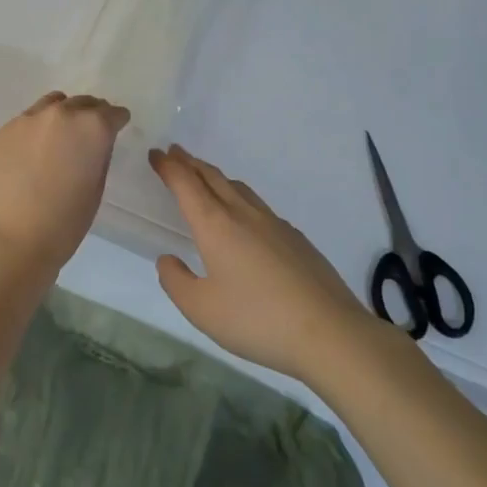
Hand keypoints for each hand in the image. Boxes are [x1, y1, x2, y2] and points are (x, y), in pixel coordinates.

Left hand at [0, 92, 129, 271]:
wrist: (13, 238)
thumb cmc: (65, 222)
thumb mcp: (97, 187)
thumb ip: (99, 155)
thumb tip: (95, 143)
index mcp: (92, 126)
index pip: (113, 113)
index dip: (117, 122)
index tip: (116, 130)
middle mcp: (61, 113)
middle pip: (83, 103)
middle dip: (91, 115)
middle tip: (89, 136)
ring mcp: (29, 118)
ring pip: (53, 104)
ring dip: (63, 115)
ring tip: (60, 138)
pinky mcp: (5, 130)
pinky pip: (29, 119)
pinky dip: (37, 128)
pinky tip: (34, 152)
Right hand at [148, 144, 374, 380]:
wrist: (330, 333)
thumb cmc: (256, 320)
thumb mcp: (201, 309)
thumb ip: (176, 281)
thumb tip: (168, 259)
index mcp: (215, 225)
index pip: (186, 184)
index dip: (168, 166)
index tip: (155, 153)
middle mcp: (244, 215)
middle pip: (213, 178)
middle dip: (190, 163)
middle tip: (174, 152)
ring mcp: (275, 224)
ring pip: (239, 188)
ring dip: (216, 177)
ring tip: (205, 177)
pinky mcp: (296, 239)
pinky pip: (259, 206)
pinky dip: (240, 198)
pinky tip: (244, 218)